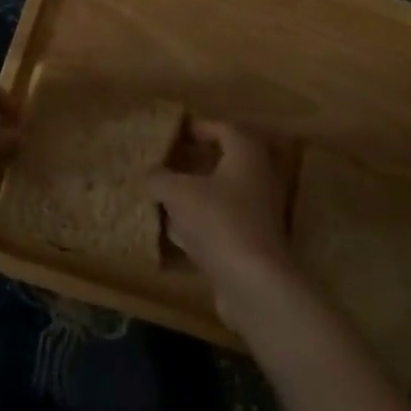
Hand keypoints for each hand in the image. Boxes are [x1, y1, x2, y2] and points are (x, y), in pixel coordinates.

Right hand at [148, 121, 295, 309]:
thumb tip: (150, 173)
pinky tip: (178, 232)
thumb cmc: (218, 220)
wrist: (253, 282)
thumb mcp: (178, 193)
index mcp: (246, 153)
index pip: (223, 129)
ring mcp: (260, 212)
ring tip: (167, 195)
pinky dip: (203, 221)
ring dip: (198, 192)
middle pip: (225, 161)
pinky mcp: (254, 242)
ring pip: (224, 193)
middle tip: (169, 162)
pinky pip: (225, 221)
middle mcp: (259, 177)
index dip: (198, 129)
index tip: (175, 134)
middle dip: (196, 161)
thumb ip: (160, 178)